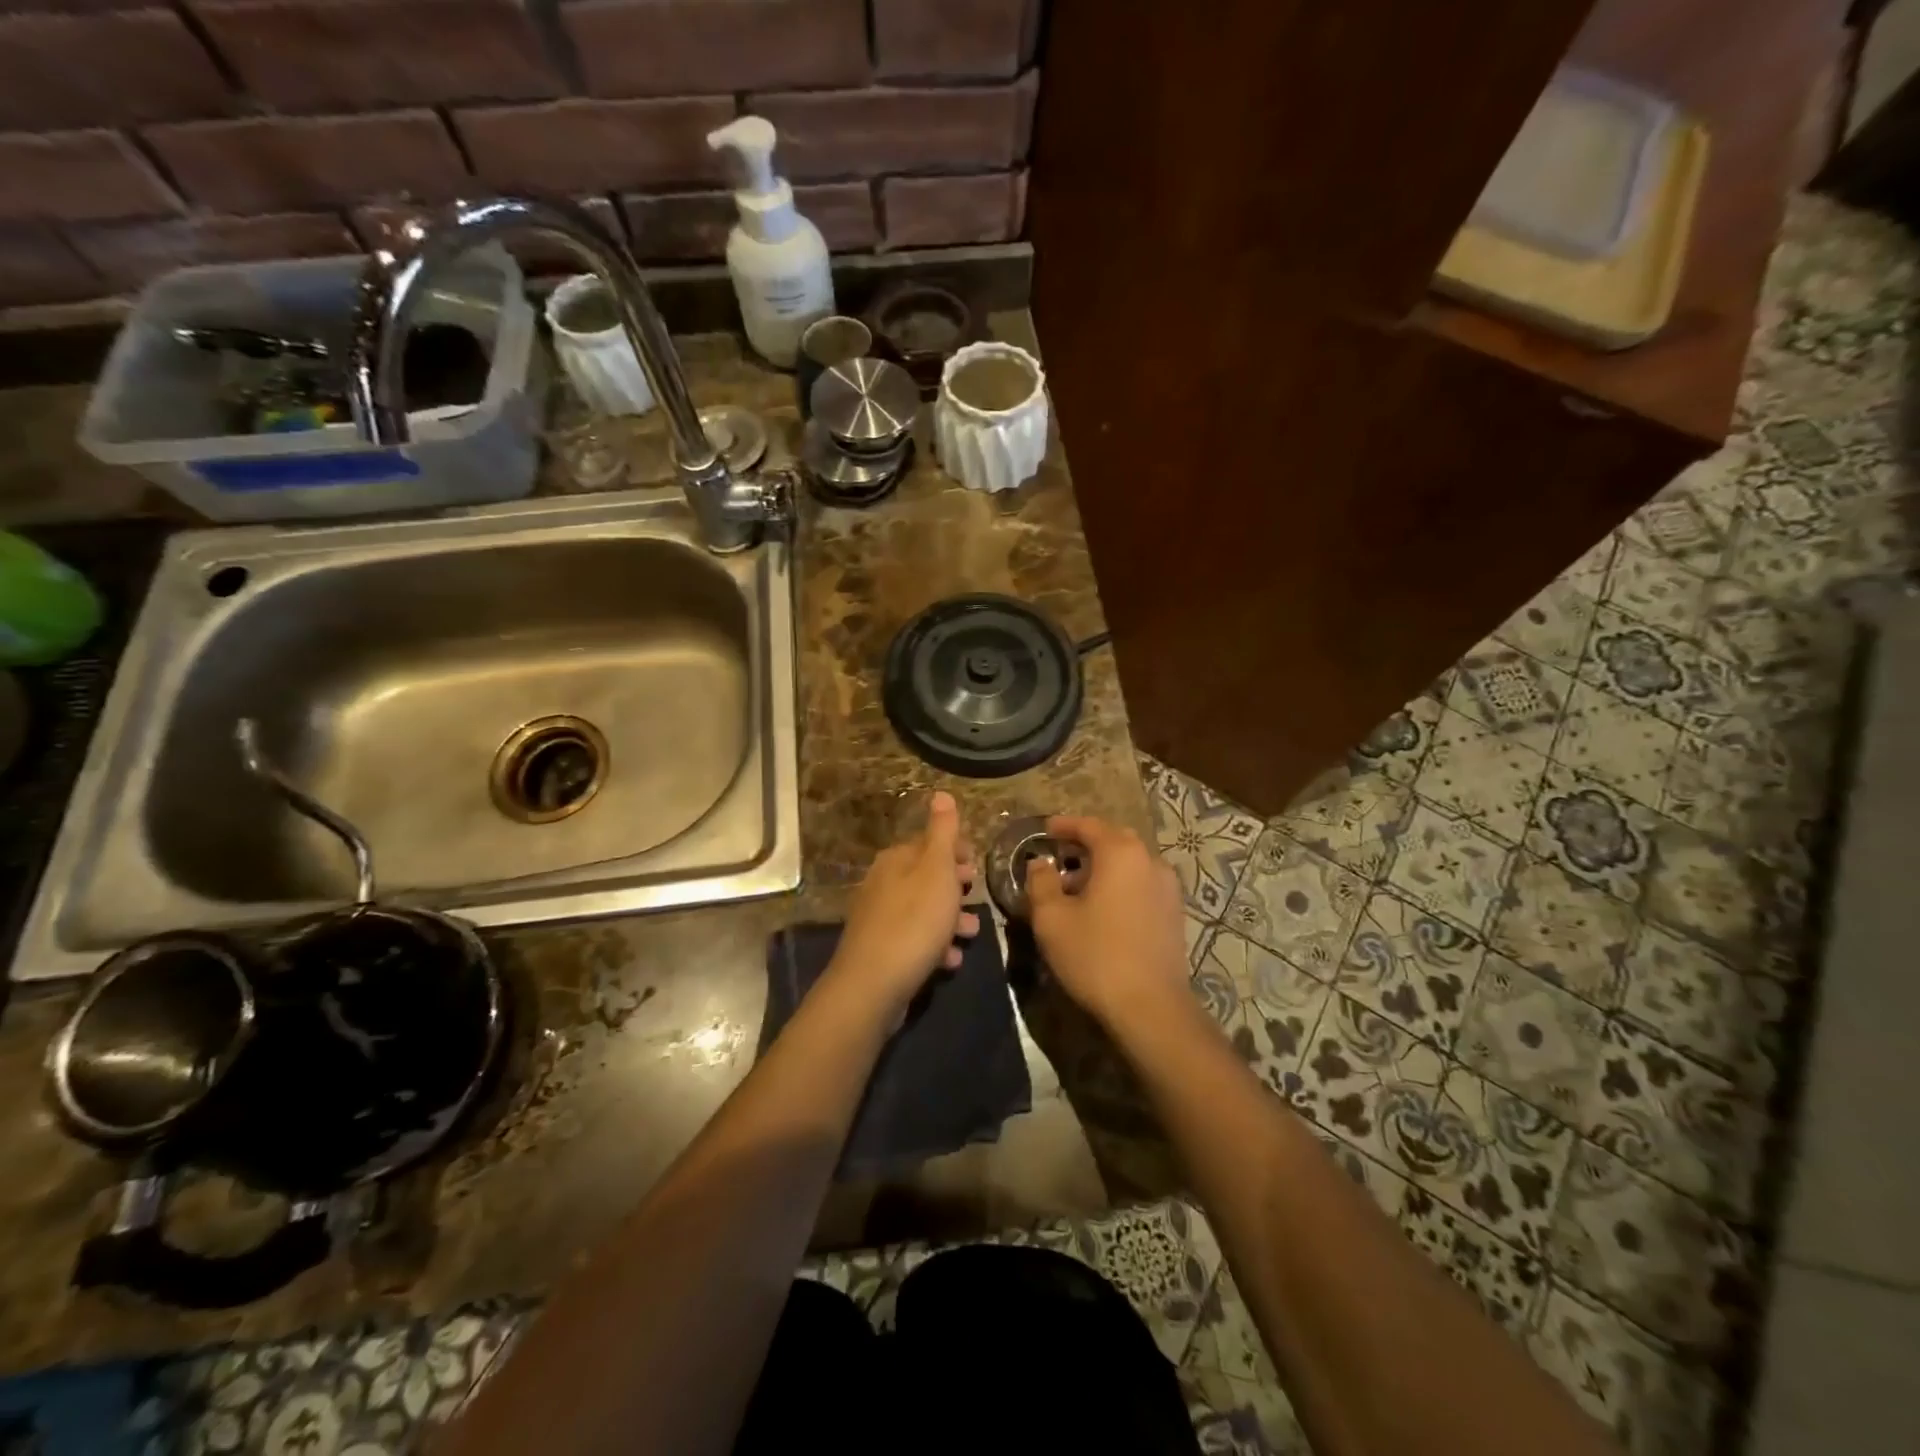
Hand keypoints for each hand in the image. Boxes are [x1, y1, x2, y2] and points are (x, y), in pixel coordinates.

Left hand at [827, 791, 979, 1017]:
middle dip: (955, 888)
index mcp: (896, 860)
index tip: (977, 866)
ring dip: (949, 920)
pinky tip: (949, 960)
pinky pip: (914, 939)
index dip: (956, 852)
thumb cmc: (914, 921)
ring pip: (923, 910)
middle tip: (976, 898)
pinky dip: (934, 946)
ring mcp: (879, 918)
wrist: (873, 985)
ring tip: (970, 933)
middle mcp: (882, 883)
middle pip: (926, 877)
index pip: (929, 843)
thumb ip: (942, 832)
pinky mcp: (881, 950)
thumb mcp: (936, 870)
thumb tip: (941, 792)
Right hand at [1027, 815, 1190, 1034]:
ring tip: (1078, 886)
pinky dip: (1121, 885)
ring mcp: (1168, 888)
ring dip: (1105, 866)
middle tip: (1061, 854)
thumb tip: (1040, 863)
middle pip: (1115, 840)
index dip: (1064, 825)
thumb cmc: (1095, 955)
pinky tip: (1104, 909)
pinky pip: (1142, 885)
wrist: (1151, 1007)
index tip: (1045, 829)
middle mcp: (1150, 861)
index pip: (1089, 825)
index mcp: (1121, 853)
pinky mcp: (1174, 914)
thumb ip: (1041, 882)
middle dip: (1087, 843)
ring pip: (1131, 863)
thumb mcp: (1052, 918)